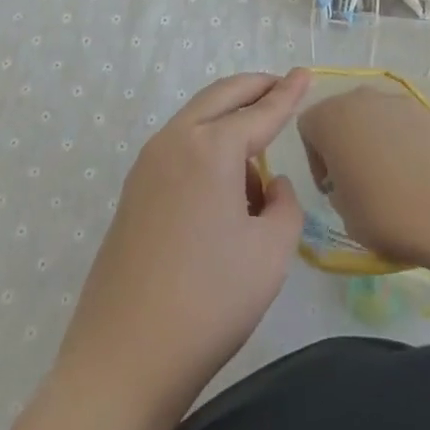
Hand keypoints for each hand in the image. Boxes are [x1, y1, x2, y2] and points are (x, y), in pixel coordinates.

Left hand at [51, 69, 310, 429]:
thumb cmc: (209, 302)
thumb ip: (284, 206)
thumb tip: (270, 185)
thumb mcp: (269, 254)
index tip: (305, 73)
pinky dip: (206, 144)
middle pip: (220, 97)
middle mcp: (175, 141)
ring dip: (228, 119)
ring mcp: (148, 164)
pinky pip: (179, 147)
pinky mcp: (134, 190)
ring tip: (258, 155)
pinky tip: (224, 184)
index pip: (260, 111)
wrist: (124, 357)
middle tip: (280, 85)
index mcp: (211, 148)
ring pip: (196, 119)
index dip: (287, 93)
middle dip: (253, 87)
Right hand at [296, 84, 429, 267]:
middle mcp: (359, 98)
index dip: (316, 160)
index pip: (308, 128)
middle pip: (341, 116)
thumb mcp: (345, 215)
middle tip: (358, 182)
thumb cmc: (387, 212)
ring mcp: (396, 100)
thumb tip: (350, 182)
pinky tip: (419, 176)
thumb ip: (337, 190)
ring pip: (373, 118)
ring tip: (393, 181)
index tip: (333, 188)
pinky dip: (403, 143)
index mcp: (329, 118)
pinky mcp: (428, 110)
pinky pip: (402, 124)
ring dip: (374, 141)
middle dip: (344, 144)